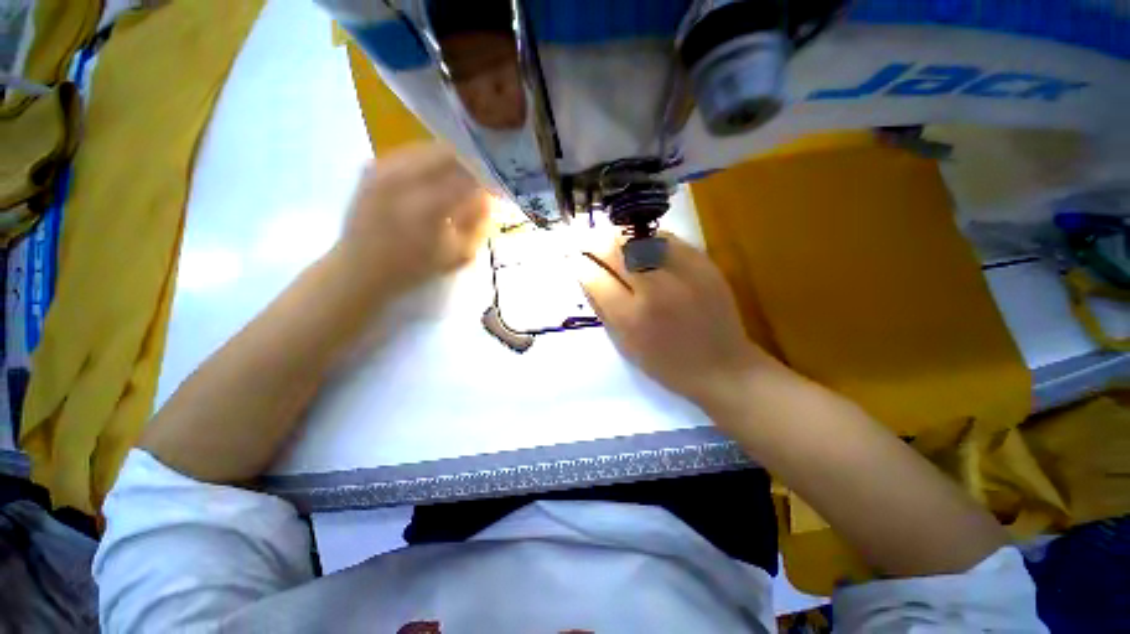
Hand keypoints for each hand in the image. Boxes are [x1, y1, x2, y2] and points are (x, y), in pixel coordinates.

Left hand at [335, 144, 489, 296]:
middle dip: (470, 165)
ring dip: (449, 162)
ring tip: (457, 180)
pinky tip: (432, 180)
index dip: (487, 180)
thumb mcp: (457, 254)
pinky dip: (428, 162)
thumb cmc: (414, 268)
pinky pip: (409, 153)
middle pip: (449, 153)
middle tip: (479, 181)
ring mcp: (384, 169)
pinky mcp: (372, 167)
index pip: (469, 177)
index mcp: (429, 204)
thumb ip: (477, 224)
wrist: (360, 268)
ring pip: (428, 149)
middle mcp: (405, 178)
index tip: (496, 188)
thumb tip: (488, 198)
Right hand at [578, 233, 788, 408]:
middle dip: (591, 242)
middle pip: (614, 250)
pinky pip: (666, 238)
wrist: (721, 366)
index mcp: (632, 318)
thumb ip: (602, 309)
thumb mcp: (625, 345)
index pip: (595, 278)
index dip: (578, 264)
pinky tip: (637, 242)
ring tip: (605, 237)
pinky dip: (645, 237)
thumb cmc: (666, 364)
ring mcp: (682, 272)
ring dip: (615, 235)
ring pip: (638, 237)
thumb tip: (585, 276)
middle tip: (581, 240)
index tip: (571, 257)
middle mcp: (655, 290)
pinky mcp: (703, 263)